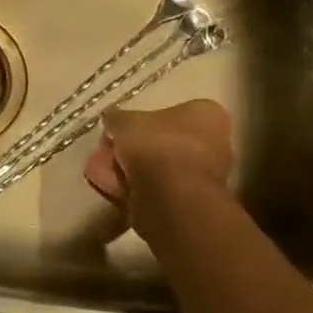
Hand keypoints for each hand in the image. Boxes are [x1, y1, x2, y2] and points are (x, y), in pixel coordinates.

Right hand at [83, 99, 234, 222]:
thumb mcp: (125, 120)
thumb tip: (112, 120)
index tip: (119, 129)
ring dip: (128, 168)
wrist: (171, 195)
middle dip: (132, 147)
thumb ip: (117, 118)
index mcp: (206, 115)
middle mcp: (212, 142)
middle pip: (162, 141)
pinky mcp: (188, 200)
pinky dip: (132, 186)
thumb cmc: (156, 144)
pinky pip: (154, 187)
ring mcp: (201, 174)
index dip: (141, 120)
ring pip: (156, 167)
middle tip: (106, 150)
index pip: (172, 112)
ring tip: (100, 171)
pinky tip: (110, 186)